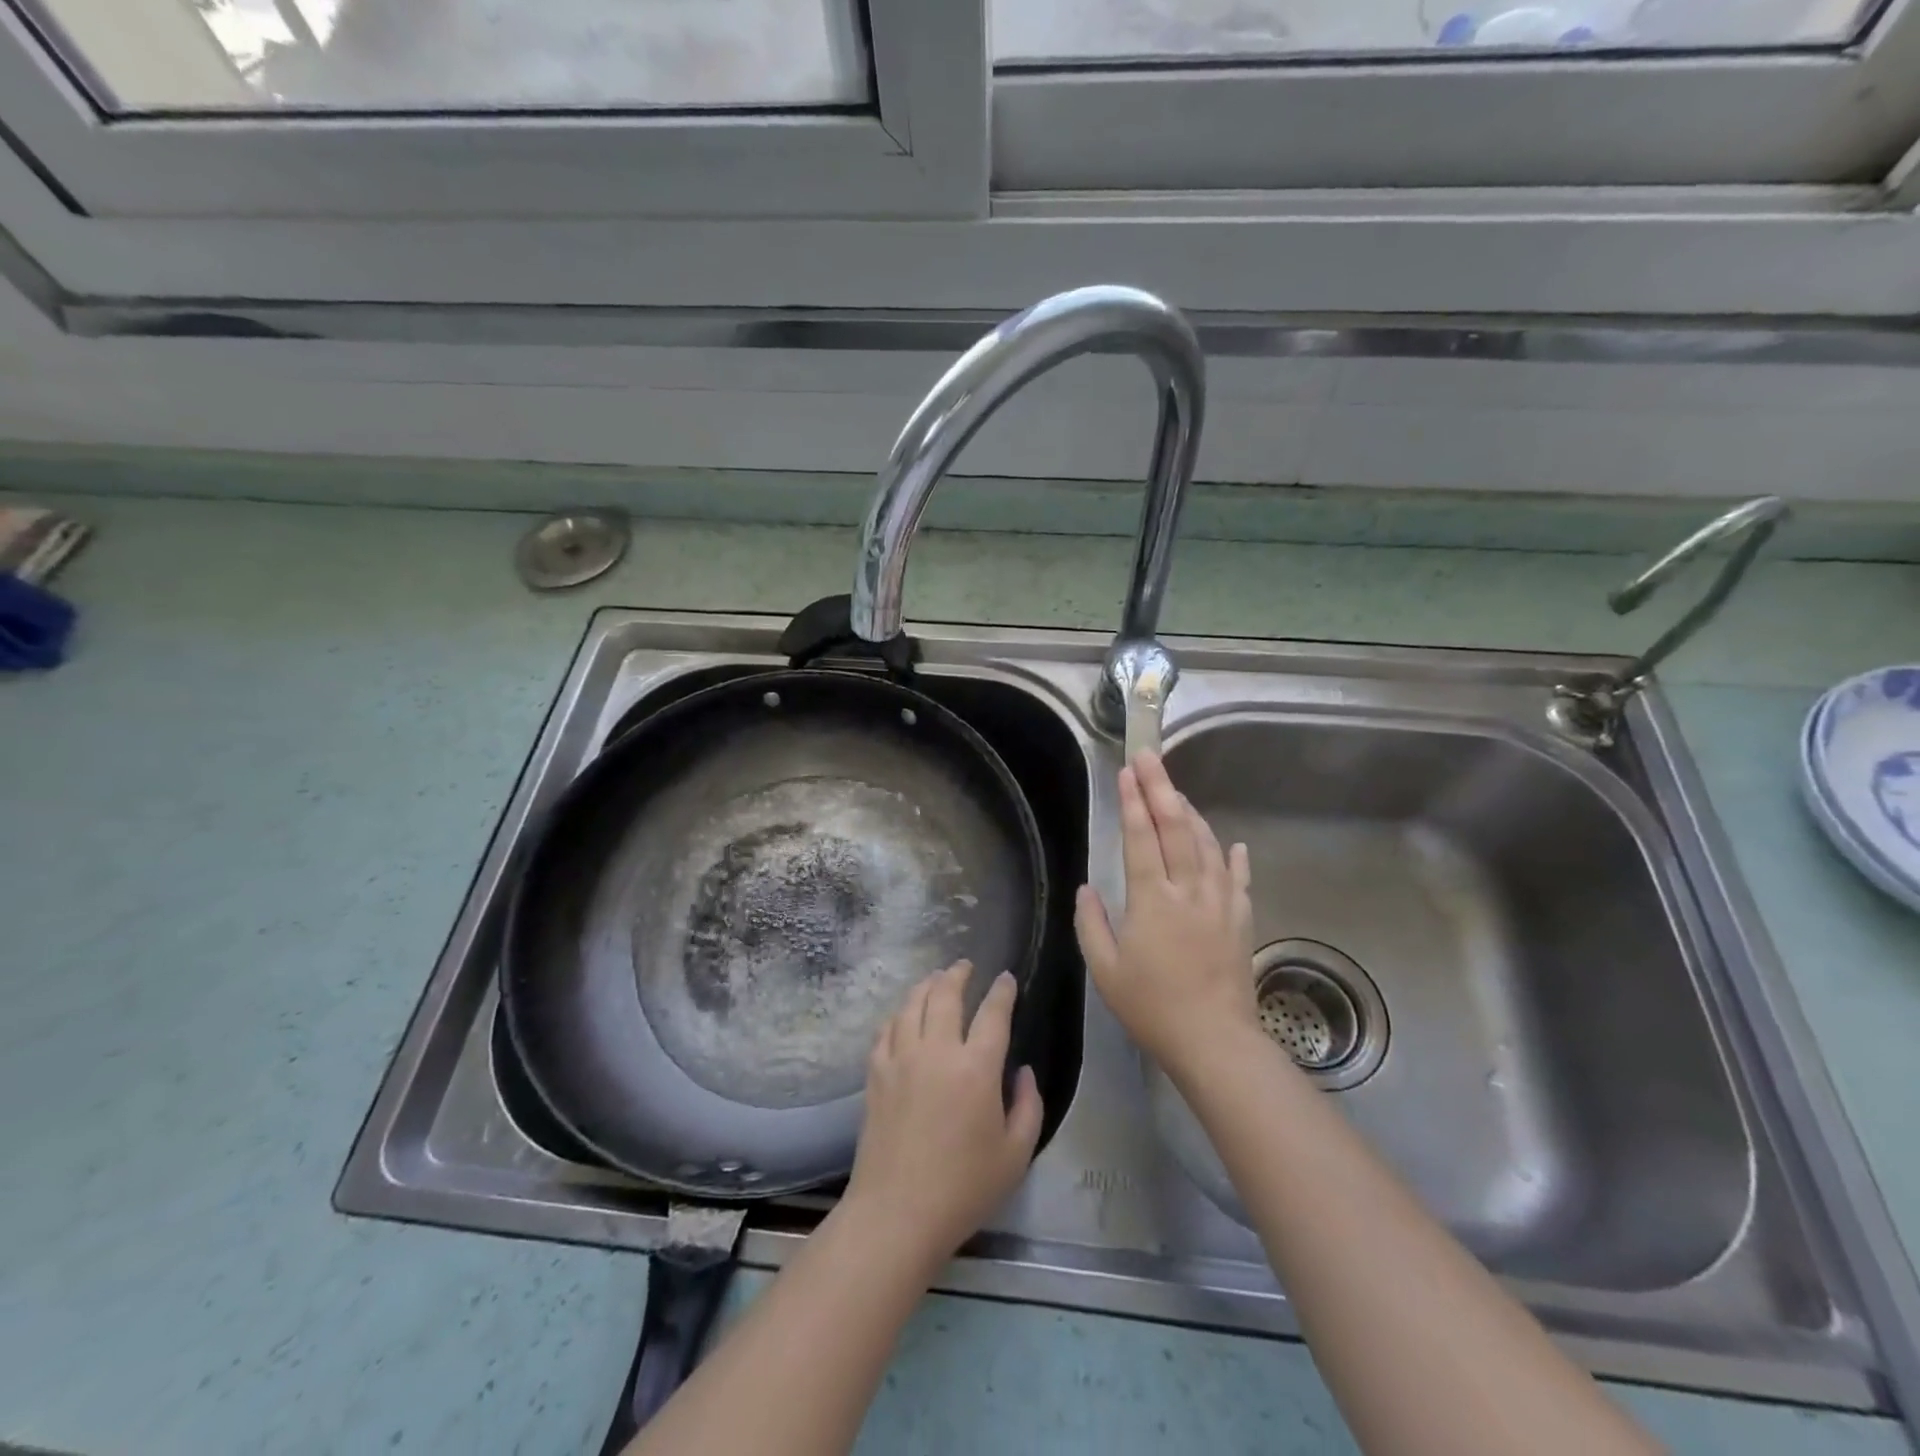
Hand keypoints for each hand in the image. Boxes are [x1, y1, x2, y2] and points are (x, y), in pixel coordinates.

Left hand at [843, 961, 1043, 1271]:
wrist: (897, 1213)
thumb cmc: (964, 1188)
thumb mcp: (1016, 1154)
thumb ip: (1028, 1106)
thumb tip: (1023, 1071)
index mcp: (976, 1068)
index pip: (993, 1013)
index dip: (1002, 991)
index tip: (1006, 979)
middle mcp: (937, 1051)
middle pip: (945, 994)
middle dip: (958, 974)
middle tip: (965, 966)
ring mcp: (901, 1059)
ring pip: (911, 1004)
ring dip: (926, 985)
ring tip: (935, 980)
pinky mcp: (876, 1073)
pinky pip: (886, 1029)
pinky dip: (898, 1014)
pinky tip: (903, 1016)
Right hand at [1075, 750, 1257, 1080]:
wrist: (1214, 1041)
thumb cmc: (1152, 1007)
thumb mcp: (1105, 970)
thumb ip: (1091, 924)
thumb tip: (1087, 889)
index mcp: (1151, 900)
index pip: (1140, 838)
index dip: (1132, 802)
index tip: (1127, 773)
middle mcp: (1188, 890)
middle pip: (1175, 828)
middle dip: (1161, 788)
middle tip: (1150, 758)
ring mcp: (1220, 902)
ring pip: (1207, 845)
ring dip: (1192, 814)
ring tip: (1178, 793)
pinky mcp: (1241, 920)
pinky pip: (1239, 879)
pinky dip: (1234, 857)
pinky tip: (1233, 844)